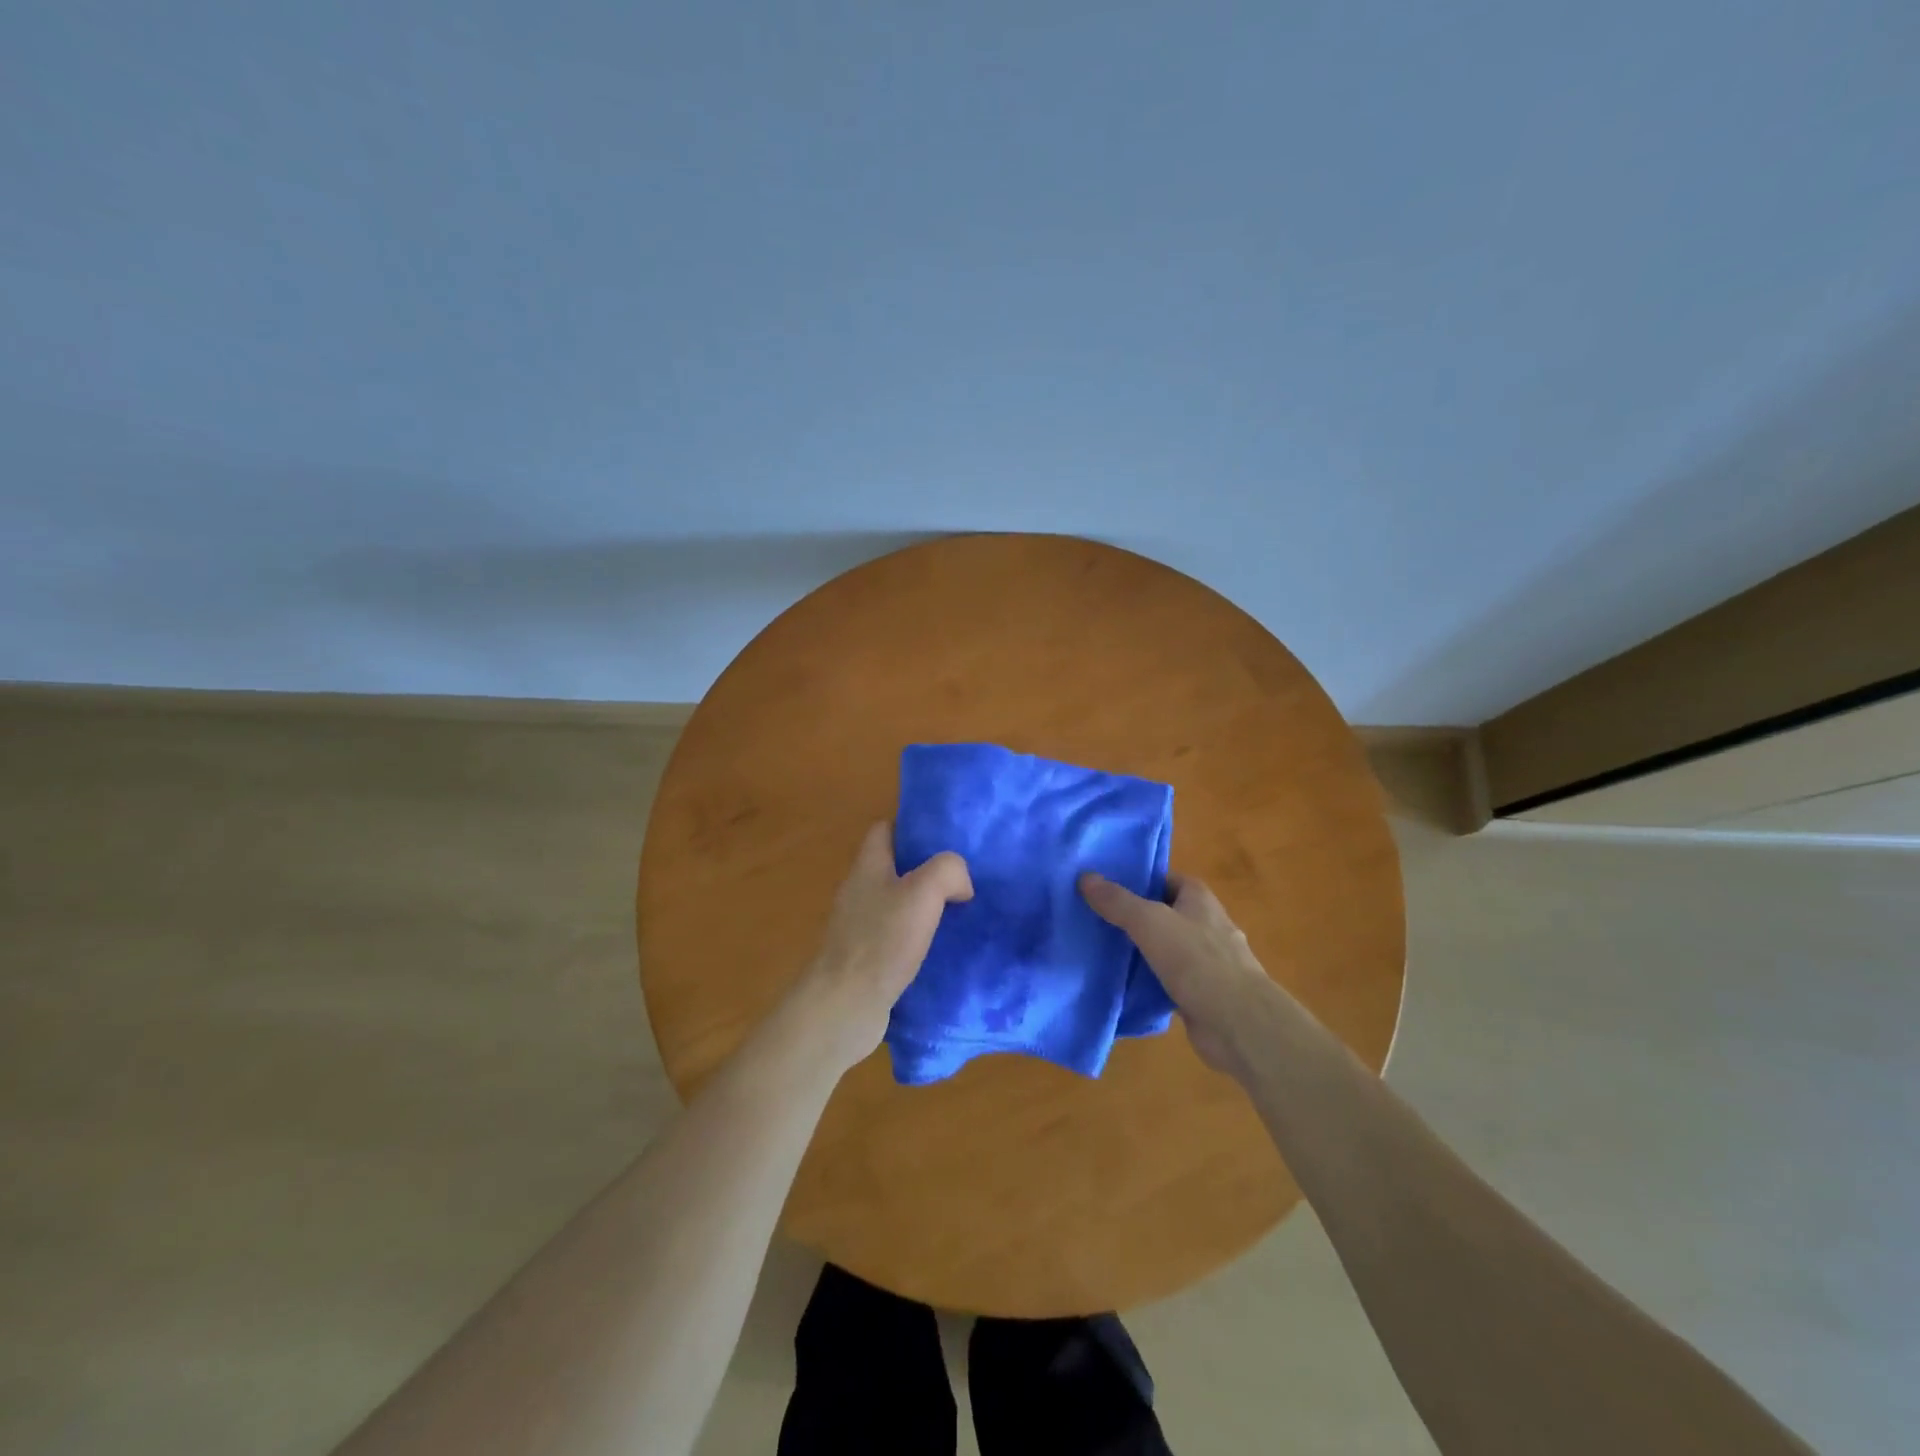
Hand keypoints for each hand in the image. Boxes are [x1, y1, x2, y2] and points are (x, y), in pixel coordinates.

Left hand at [800, 822, 972, 1074]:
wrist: (844, 1006)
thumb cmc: (881, 941)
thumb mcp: (923, 893)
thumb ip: (948, 871)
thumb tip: (961, 883)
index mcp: (868, 867)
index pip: (884, 830)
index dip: (912, 827)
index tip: (945, 836)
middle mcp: (858, 891)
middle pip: (893, 867)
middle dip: (925, 869)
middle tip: (962, 876)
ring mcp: (858, 927)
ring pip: (896, 903)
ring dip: (923, 906)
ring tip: (959, 912)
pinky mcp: (864, 959)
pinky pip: (895, 937)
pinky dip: (916, 938)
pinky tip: (940, 949)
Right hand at [1080, 871, 1270, 1074]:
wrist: (1238, 1023)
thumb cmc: (1197, 960)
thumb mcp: (1149, 922)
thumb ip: (1118, 901)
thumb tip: (1085, 877)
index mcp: (1199, 899)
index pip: (1165, 879)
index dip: (1138, 880)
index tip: (1104, 887)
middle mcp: (1206, 925)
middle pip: (1163, 913)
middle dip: (1134, 917)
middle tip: (1094, 918)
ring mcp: (1206, 962)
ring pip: (1164, 949)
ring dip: (1139, 951)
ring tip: (1099, 950)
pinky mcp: (1201, 994)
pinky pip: (1167, 980)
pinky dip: (1147, 982)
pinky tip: (1120, 985)